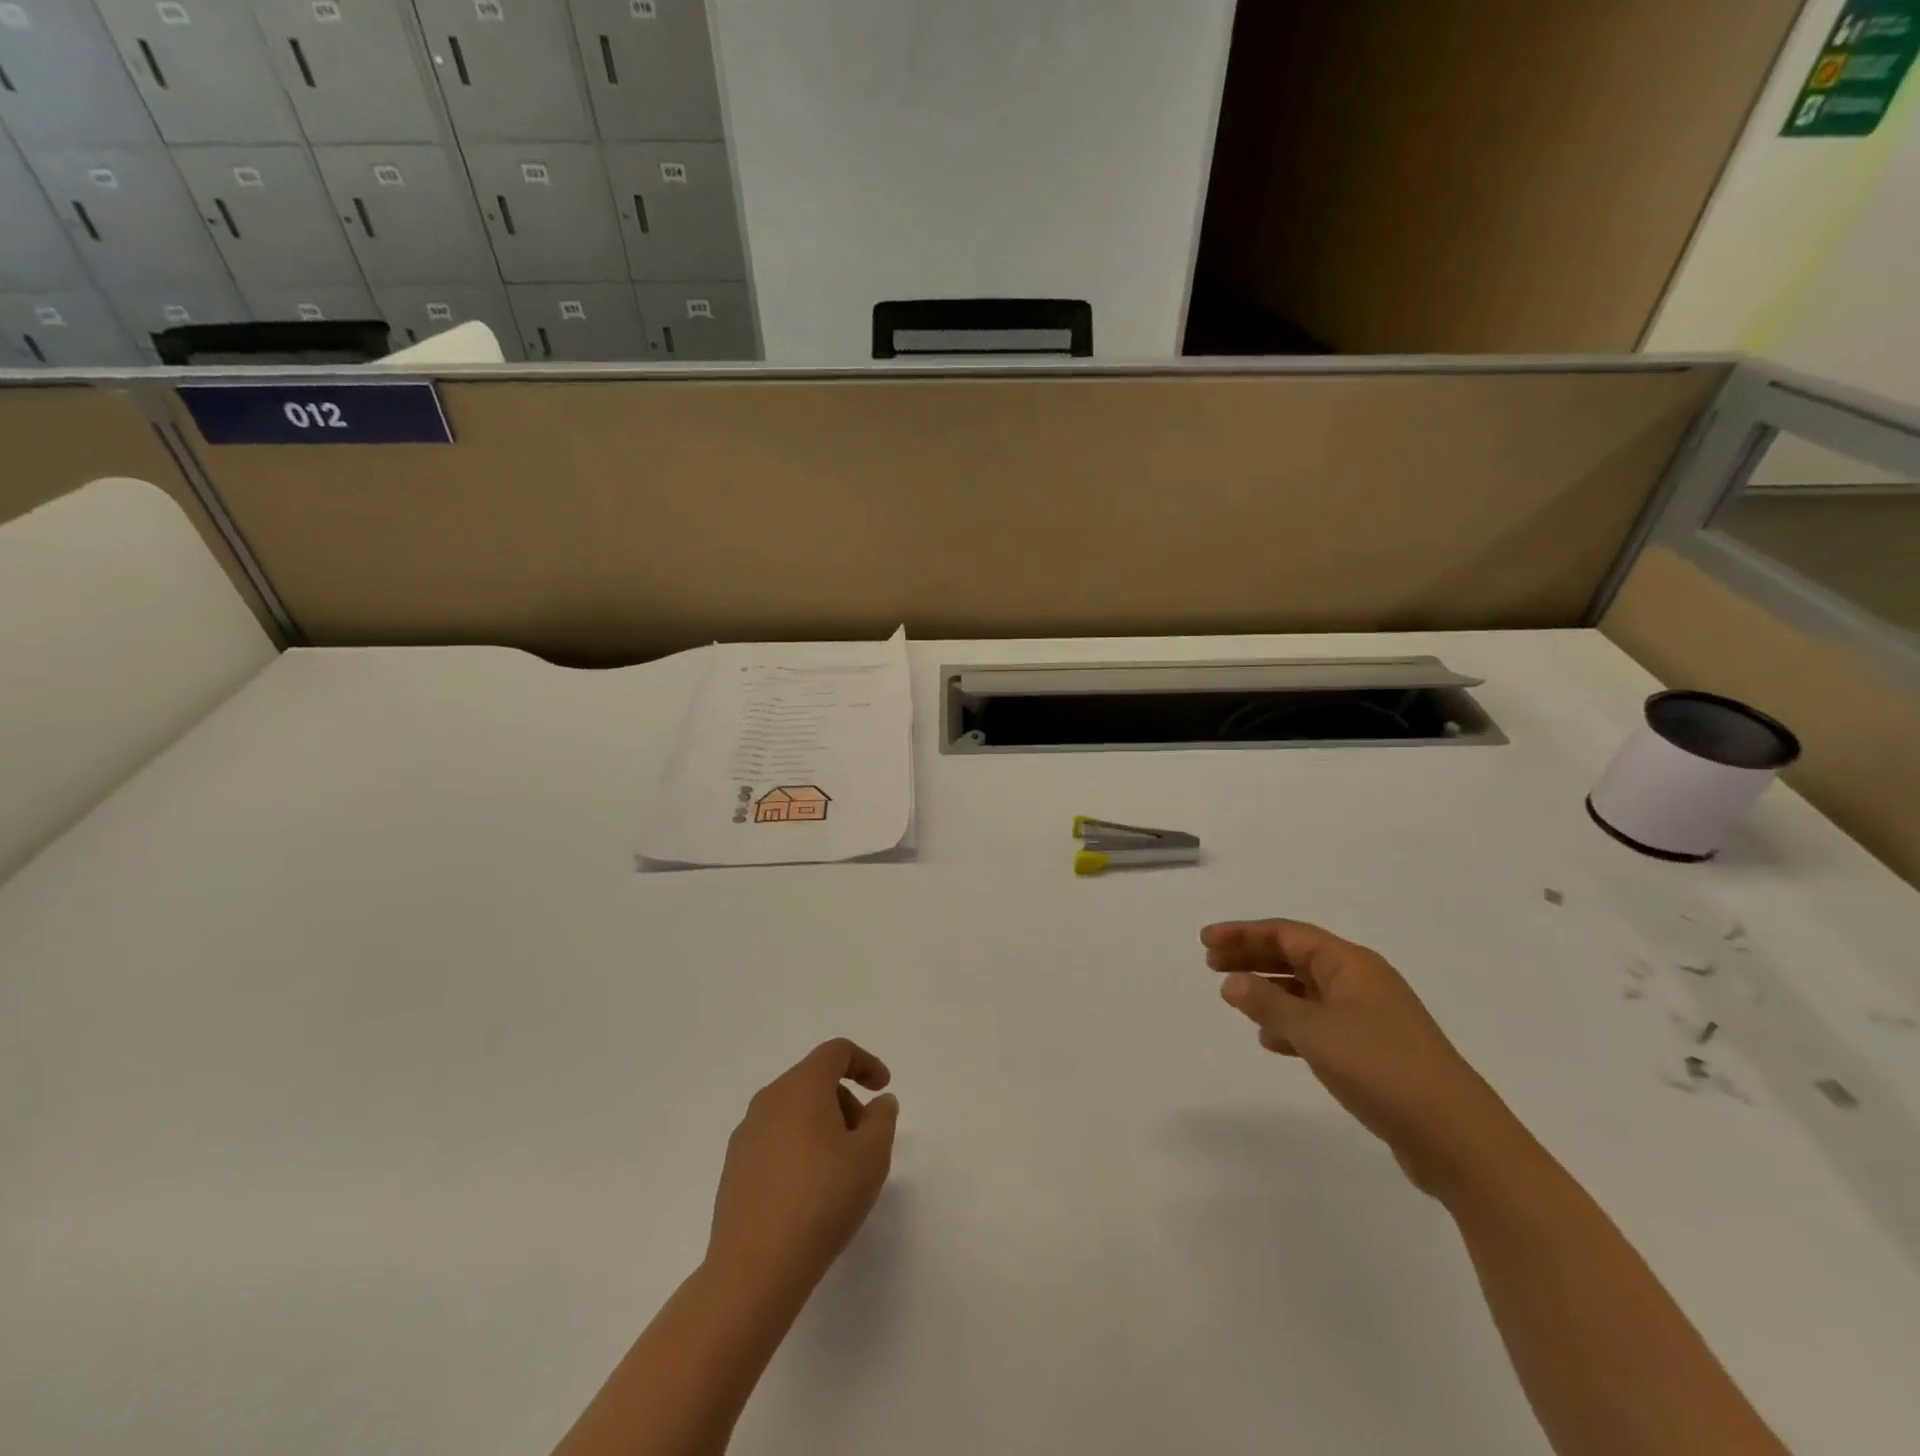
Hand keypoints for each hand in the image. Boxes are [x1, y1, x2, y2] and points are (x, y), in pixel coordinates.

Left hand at [707, 1039, 899, 1293]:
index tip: (883, 1089)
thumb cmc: (822, 1199)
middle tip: (866, 1141)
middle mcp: (769, 1100)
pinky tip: (810, 1192)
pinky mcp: (734, 1168)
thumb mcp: (871, 1156)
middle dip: (846, 1101)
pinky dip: (799, 1149)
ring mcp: (746, 1134)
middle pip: (814, 1080)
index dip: (865, 1063)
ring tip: (840, 1171)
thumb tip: (878, 1103)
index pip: (836, 1052)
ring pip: (793, 1111)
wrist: (754, 1268)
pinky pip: (775, 1140)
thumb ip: (882, 1119)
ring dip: (822, 1126)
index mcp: (801, 1086)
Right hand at [1202, 919, 1525, 1195]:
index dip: (1243, 933)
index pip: (1287, 934)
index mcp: (1351, 964)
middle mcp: (1362, 981)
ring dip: (1269, 990)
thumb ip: (1268, 1004)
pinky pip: (1320, 1022)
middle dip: (1252, 957)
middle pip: (1296, 957)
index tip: (1205, 941)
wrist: (1457, 1137)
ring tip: (1234, 998)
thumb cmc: (1381, 1068)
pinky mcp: (1374, 1051)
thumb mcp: (1314, 1031)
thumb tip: (1232, 982)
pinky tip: (1271, 1040)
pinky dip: (1291, 1023)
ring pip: (1307, 990)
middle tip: (1211, 964)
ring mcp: (1371, 1017)